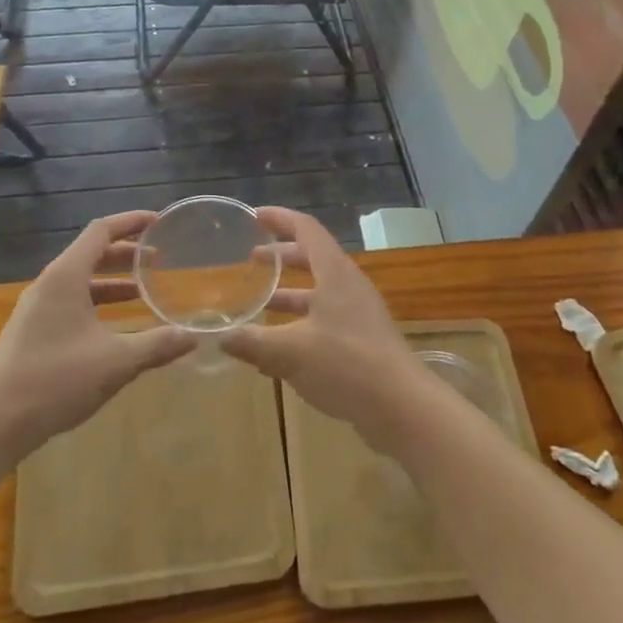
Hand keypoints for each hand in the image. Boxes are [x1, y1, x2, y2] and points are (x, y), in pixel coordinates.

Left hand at [0, 211, 192, 455]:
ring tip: (142, 292)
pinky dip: (96, 302)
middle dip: (126, 254)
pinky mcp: (32, 331)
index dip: (131, 222)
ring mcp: (36, 308)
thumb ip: (156, 345)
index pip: (101, 231)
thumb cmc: (56, 380)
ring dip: (112, 281)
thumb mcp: (115, 362)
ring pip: (80, 280)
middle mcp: (49, 284)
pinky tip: (114, 327)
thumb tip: (192, 337)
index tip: (159, 222)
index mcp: (66, 277)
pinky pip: (70, 301)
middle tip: (159, 260)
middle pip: (91, 253)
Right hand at [223, 208, 430, 451]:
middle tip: (252, 259)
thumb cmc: (347, 365)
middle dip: (281, 256)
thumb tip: (219, 337)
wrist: (402, 407)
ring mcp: (358, 313)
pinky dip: (301, 322)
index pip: (306, 229)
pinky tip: (280, 348)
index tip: (255, 216)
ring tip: (260, 302)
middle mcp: (348, 286)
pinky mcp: (362, 341)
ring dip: (290, 292)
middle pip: (312, 258)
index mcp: (334, 273)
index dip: (280, 218)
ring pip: (319, 291)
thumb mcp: (291, 353)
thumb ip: (253, 343)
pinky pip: (326, 319)